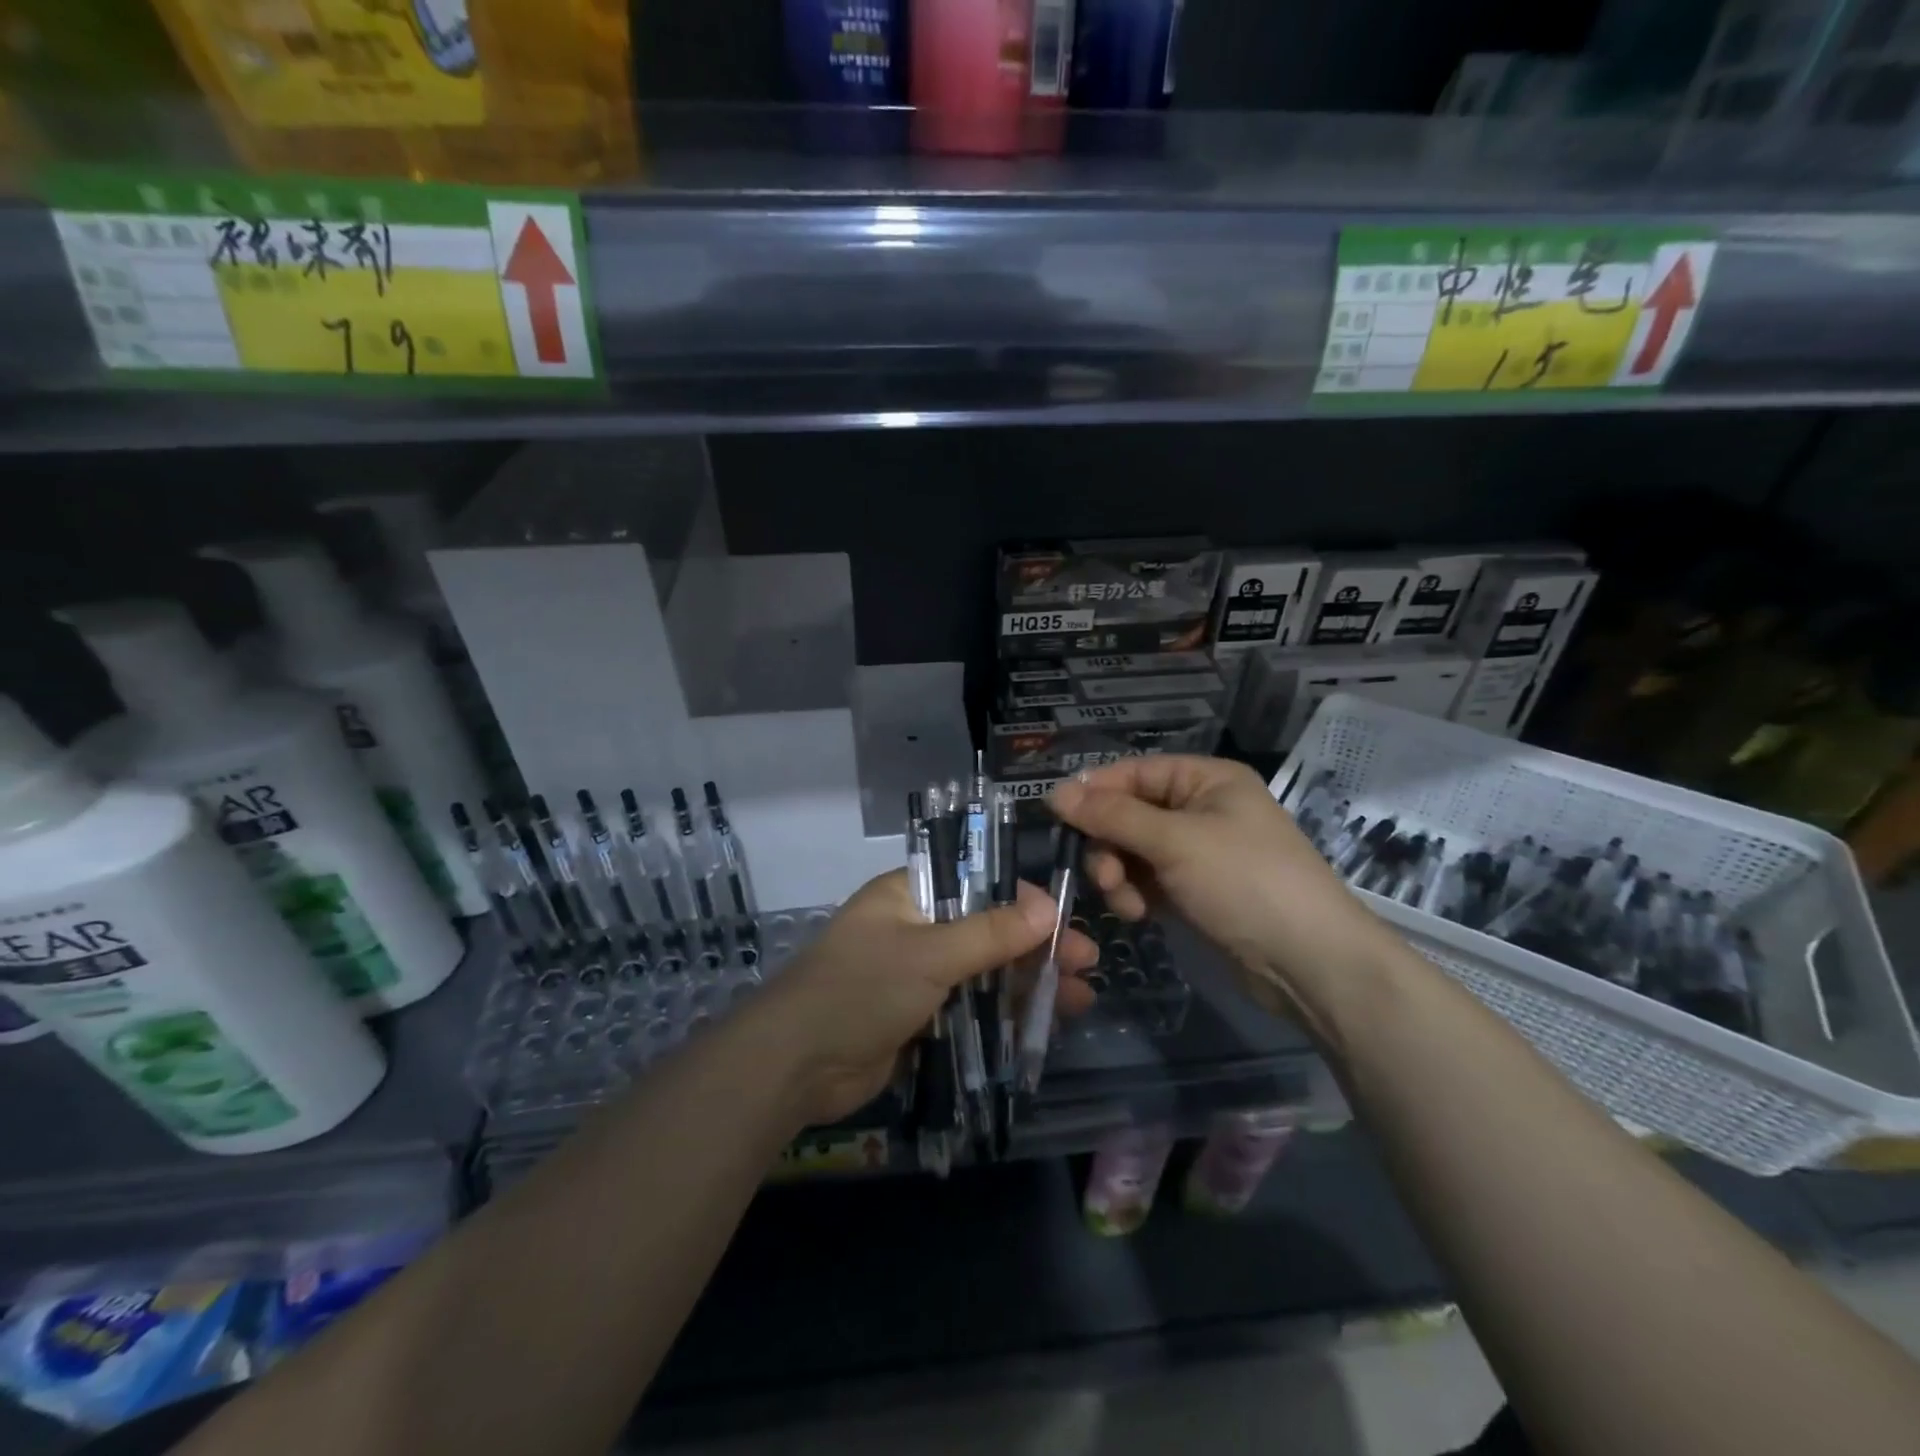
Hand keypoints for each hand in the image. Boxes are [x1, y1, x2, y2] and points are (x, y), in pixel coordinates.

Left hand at [750, 870, 1097, 1126]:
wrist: (796, 1066)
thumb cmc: (860, 989)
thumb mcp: (929, 954)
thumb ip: (989, 933)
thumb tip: (1048, 908)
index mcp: (908, 895)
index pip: (975, 881)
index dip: (1021, 897)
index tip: (1063, 916)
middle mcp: (915, 928)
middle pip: (987, 928)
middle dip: (1035, 945)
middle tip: (1086, 961)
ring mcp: (917, 974)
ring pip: (984, 971)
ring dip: (1029, 982)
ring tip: (1081, 997)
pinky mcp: (920, 1017)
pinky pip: (972, 1007)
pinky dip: (1005, 1012)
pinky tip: (1045, 1022)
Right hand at [1048, 757, 1400, 1019]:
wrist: (1309, 963)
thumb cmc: (1245, 883)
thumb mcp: (1175, 842)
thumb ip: (1112, 817)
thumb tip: (1054, 792)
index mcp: (1206, 780)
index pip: (1134, 773)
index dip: (1095, 792)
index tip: (1057, 817)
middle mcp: (1201, 809)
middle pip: (1129, 814)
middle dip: (1109, 845)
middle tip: (1103, 877)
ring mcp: (1198, 853)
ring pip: (1133, 851)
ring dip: (1120, 875)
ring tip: (1127, 904)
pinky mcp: (1195, 891)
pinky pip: (1148, 880)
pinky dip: (1136, 894)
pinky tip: (1138, 915)